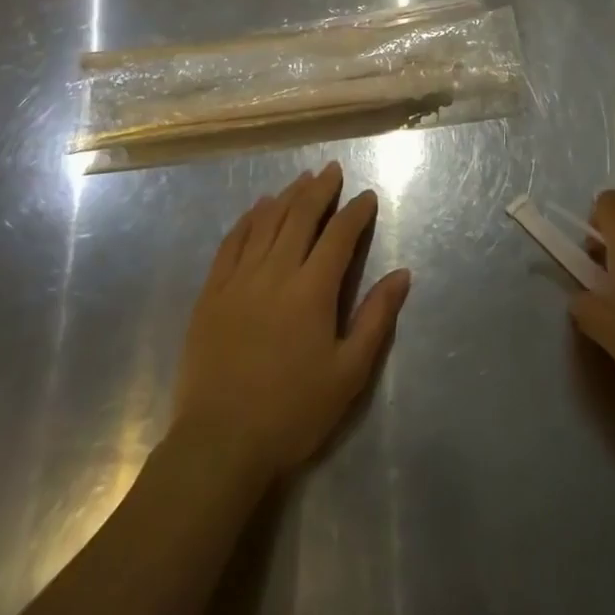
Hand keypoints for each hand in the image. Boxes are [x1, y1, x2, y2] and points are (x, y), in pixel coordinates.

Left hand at [172, 162, 410, 482]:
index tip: (367, 196)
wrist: (219, 444)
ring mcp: (238, 279)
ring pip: (266, 222)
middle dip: (319, 189)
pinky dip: (249, 219)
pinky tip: (258, 208)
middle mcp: (275, 272)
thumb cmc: (293, 412)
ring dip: (287, 196)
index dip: (355, 212)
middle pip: (300, 216)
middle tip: (332, 170)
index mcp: (312, 291)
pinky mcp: (212, 292)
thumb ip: (376, 318)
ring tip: (302, 179)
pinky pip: (232, 242)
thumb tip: (402, 274)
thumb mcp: (348, 373)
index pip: (339, 235)